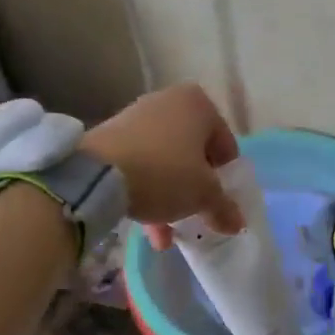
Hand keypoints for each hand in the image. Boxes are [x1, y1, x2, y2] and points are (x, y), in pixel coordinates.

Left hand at [83, 84, 242, 248]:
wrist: (96, 173)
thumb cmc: (165, 173)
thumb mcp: (203, 195)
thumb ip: (224, 207)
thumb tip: (237, 222)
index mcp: (199, 104)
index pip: (226, 146)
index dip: (226, 179)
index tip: (218, 204)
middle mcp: (169, 101)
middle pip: (194, 152)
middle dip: (194, 188)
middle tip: (194, 215)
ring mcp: (137, 116)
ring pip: (166, 161)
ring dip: (170, 196)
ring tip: (165, 234)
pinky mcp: (112, 134)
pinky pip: (140, 163)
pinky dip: (146, 189)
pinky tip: (144, 226)